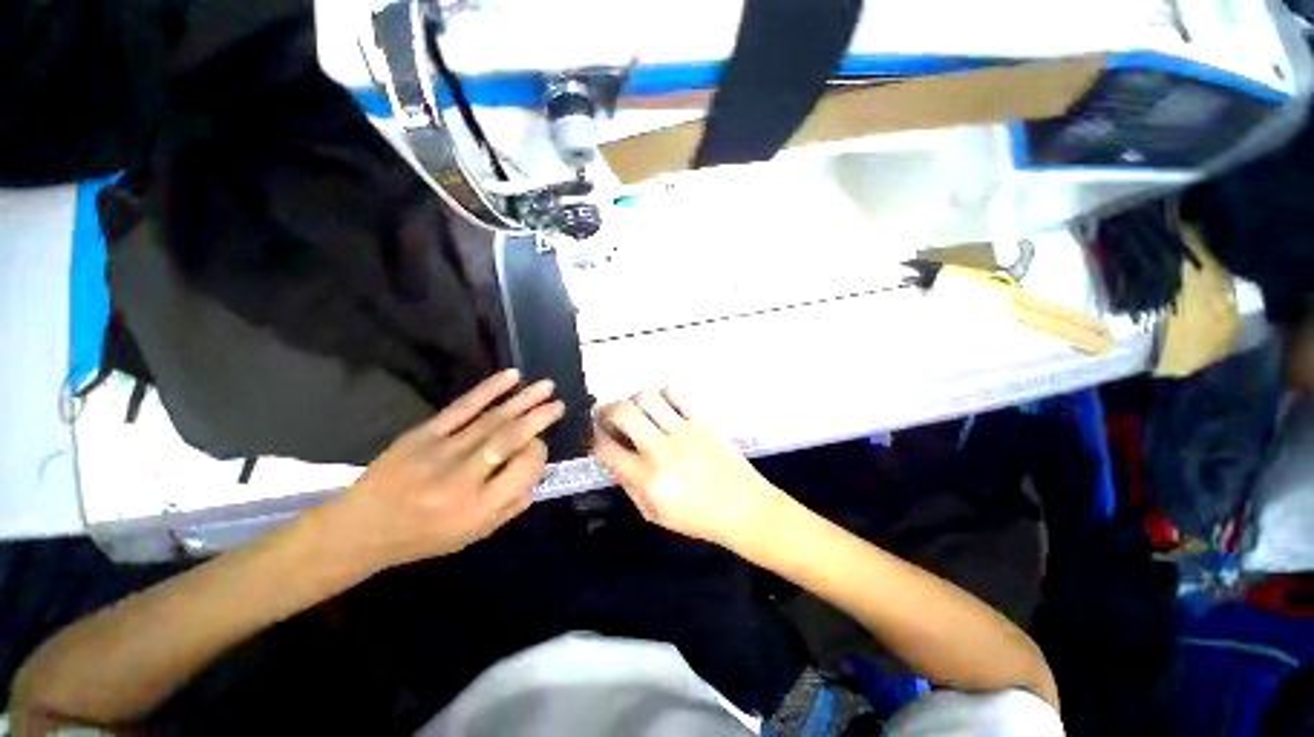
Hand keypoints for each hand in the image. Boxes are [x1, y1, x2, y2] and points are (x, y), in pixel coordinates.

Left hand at [330, 370, 563, 570]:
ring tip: (547, 386)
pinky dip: (489, 390)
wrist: (362, 528)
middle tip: (559, 404)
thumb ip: (513, 505)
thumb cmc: (424, 536)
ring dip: (523, 400)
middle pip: (510, 440)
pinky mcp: (422, 434)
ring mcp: (441, 452)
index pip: (524, 469)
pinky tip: (511, 377)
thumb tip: (538, 470)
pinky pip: (462, 407)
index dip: (539, 453)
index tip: (540, 446)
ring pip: (492, 420)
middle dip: (539, 418)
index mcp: (479, 508)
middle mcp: (463, 478)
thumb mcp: (475, 534)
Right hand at [592, 390, 784, 549]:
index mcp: (648, 480)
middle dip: (608, 409)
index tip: (597, 434)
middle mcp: (662, 451)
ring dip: (635, 400)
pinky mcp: (703, 421)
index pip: (608, 449)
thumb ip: (628, 484)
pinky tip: (663, 407)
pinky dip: (663, 395)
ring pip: (648, 397)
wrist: (744, 508)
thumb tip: (612, 457)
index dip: (595, 438)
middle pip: (624, 413)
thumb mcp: (654, 513)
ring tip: (638, 410)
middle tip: (609, 414)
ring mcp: (684, 431)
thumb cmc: (698, 518)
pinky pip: (677, 395)